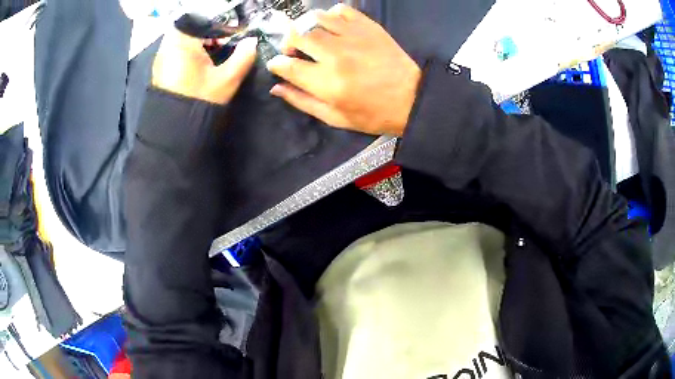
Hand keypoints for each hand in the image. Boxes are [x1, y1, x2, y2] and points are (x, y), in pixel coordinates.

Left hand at [151, 29, 257, 104]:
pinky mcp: (160, 69)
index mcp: (182, 43)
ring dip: (198, 41)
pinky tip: (199, 64)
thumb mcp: (226, 79)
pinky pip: (176, 50)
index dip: (220, 25)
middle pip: (191, 27)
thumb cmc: (199, 102)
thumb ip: (243, 57)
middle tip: (223, 44)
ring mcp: (161, 58)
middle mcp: (168, 46)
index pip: (203, 20)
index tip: (232, 35)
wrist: (174, 132)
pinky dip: (189, 51)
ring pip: (182, 38)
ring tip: (213, 53)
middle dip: (209, 32)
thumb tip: (252, 41)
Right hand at [266, 4, 421, 135]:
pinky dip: (330, 15)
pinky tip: (332, 26)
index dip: (276, 64)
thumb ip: (302, 101)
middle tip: (294, 51)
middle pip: (297, 35)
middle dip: (287, 42)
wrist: (412, 99)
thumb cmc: (372, 114)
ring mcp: (353, 36)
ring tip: (311, 37)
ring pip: (315, 18)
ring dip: (305, 27)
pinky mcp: (368, 27)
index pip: (286, 65)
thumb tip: (276, 87)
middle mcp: (336, 55)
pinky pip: (341, 10)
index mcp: (326, 82)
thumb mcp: (334, 118)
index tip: (277, 65)